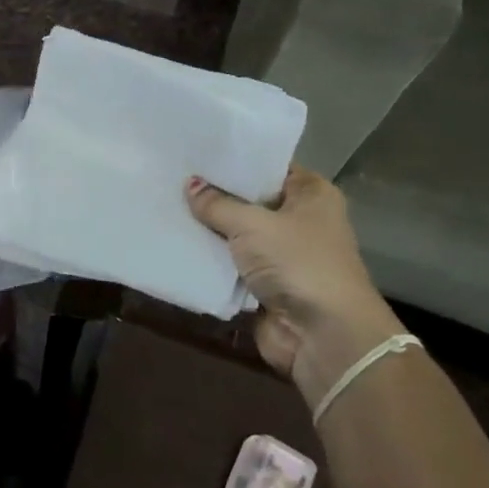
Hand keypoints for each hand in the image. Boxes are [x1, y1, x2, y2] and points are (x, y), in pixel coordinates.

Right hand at [186, 166, 406, 407]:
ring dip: (208, 229)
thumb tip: (189, 184)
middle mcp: (299, 220)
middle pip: (249, 200)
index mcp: (311, 195)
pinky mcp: (264, 284)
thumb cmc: (297, 263)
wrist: (324, 335)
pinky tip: (175, 242)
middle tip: (171, 176)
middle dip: (214, 194)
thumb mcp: (252, 224)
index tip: (196, 151)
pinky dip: (209, 259)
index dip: (235, 160)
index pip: (268, 166)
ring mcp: (281, 254)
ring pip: (236, 234)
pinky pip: (230, 264)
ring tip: (164, 205)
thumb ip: (217, 204)